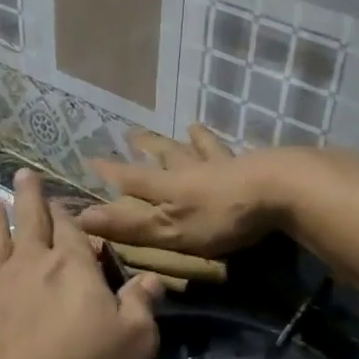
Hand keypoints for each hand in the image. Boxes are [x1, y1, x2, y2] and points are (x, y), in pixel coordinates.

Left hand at [0, 169, 165, 358]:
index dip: (70, 215)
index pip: (72, 231)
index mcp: (71, 270)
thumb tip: (151, 277)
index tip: (65, 201)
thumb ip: (142, 306)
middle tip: (23, 175)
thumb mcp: (134, 344)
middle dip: (28, 198)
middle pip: (29, 224)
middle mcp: (26, 269)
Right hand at [77, 126, 291, 256]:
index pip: (132, 178)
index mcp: (168, 187)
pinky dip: (233, 147)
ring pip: (202, 148)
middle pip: (166, 154)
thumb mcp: (169, 231)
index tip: (91, 158)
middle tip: (133, 133)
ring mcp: (224, 164)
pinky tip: (240, 144)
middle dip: (148, 146)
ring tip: (190, 127)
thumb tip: (80, 218)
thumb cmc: (219, 217)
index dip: (111, 171)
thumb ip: (129, 226)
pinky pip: (237, 153)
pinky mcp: (254, 166)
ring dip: (193, 139)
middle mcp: (191, 169)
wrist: (278, 190)